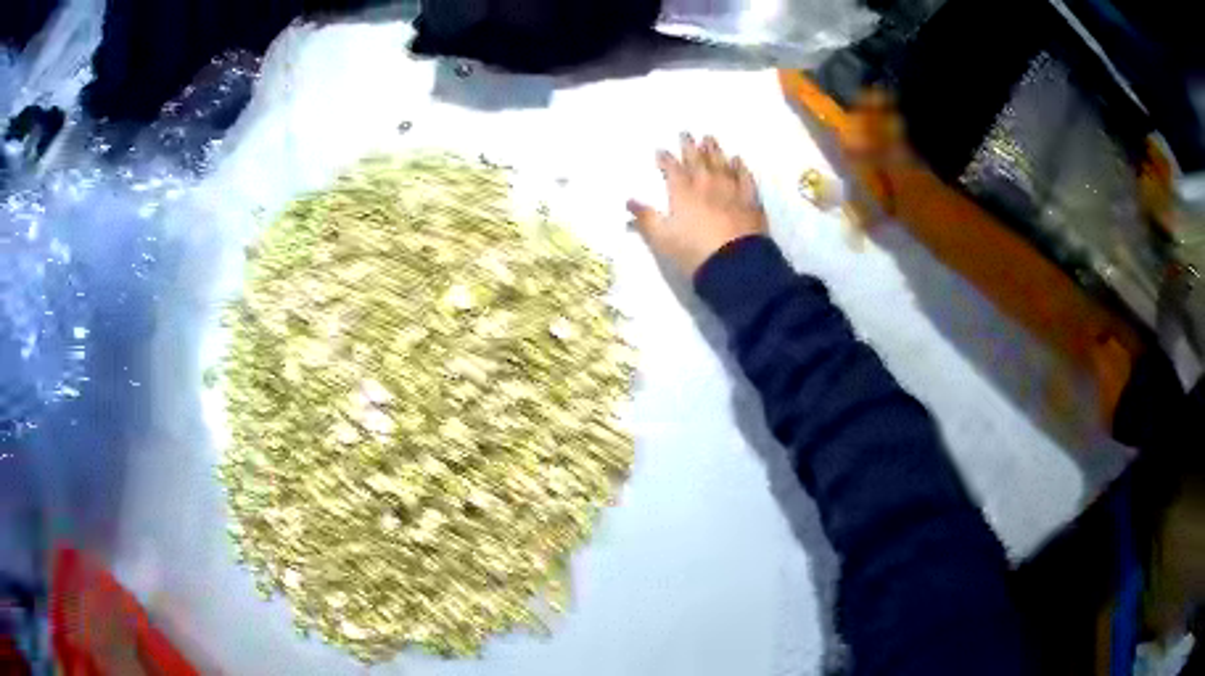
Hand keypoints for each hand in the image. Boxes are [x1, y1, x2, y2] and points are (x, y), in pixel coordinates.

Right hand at [628, 134, 767, 277]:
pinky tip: (737, 160)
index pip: (672, 169)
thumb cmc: (694, 252)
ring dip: (714, 150)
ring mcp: (731, 190)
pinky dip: (740, 167)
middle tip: (686, 133)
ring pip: (721, 164)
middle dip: (690, 146)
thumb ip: (646, 218)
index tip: (661, 151)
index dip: (666, 159)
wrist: (735, 265)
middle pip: (697, 160)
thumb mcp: (663, 239)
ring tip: (710, 139)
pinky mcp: (750, 200)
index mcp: (683, 192)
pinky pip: (745, 178)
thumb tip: (629, 202)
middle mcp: (706, 184)